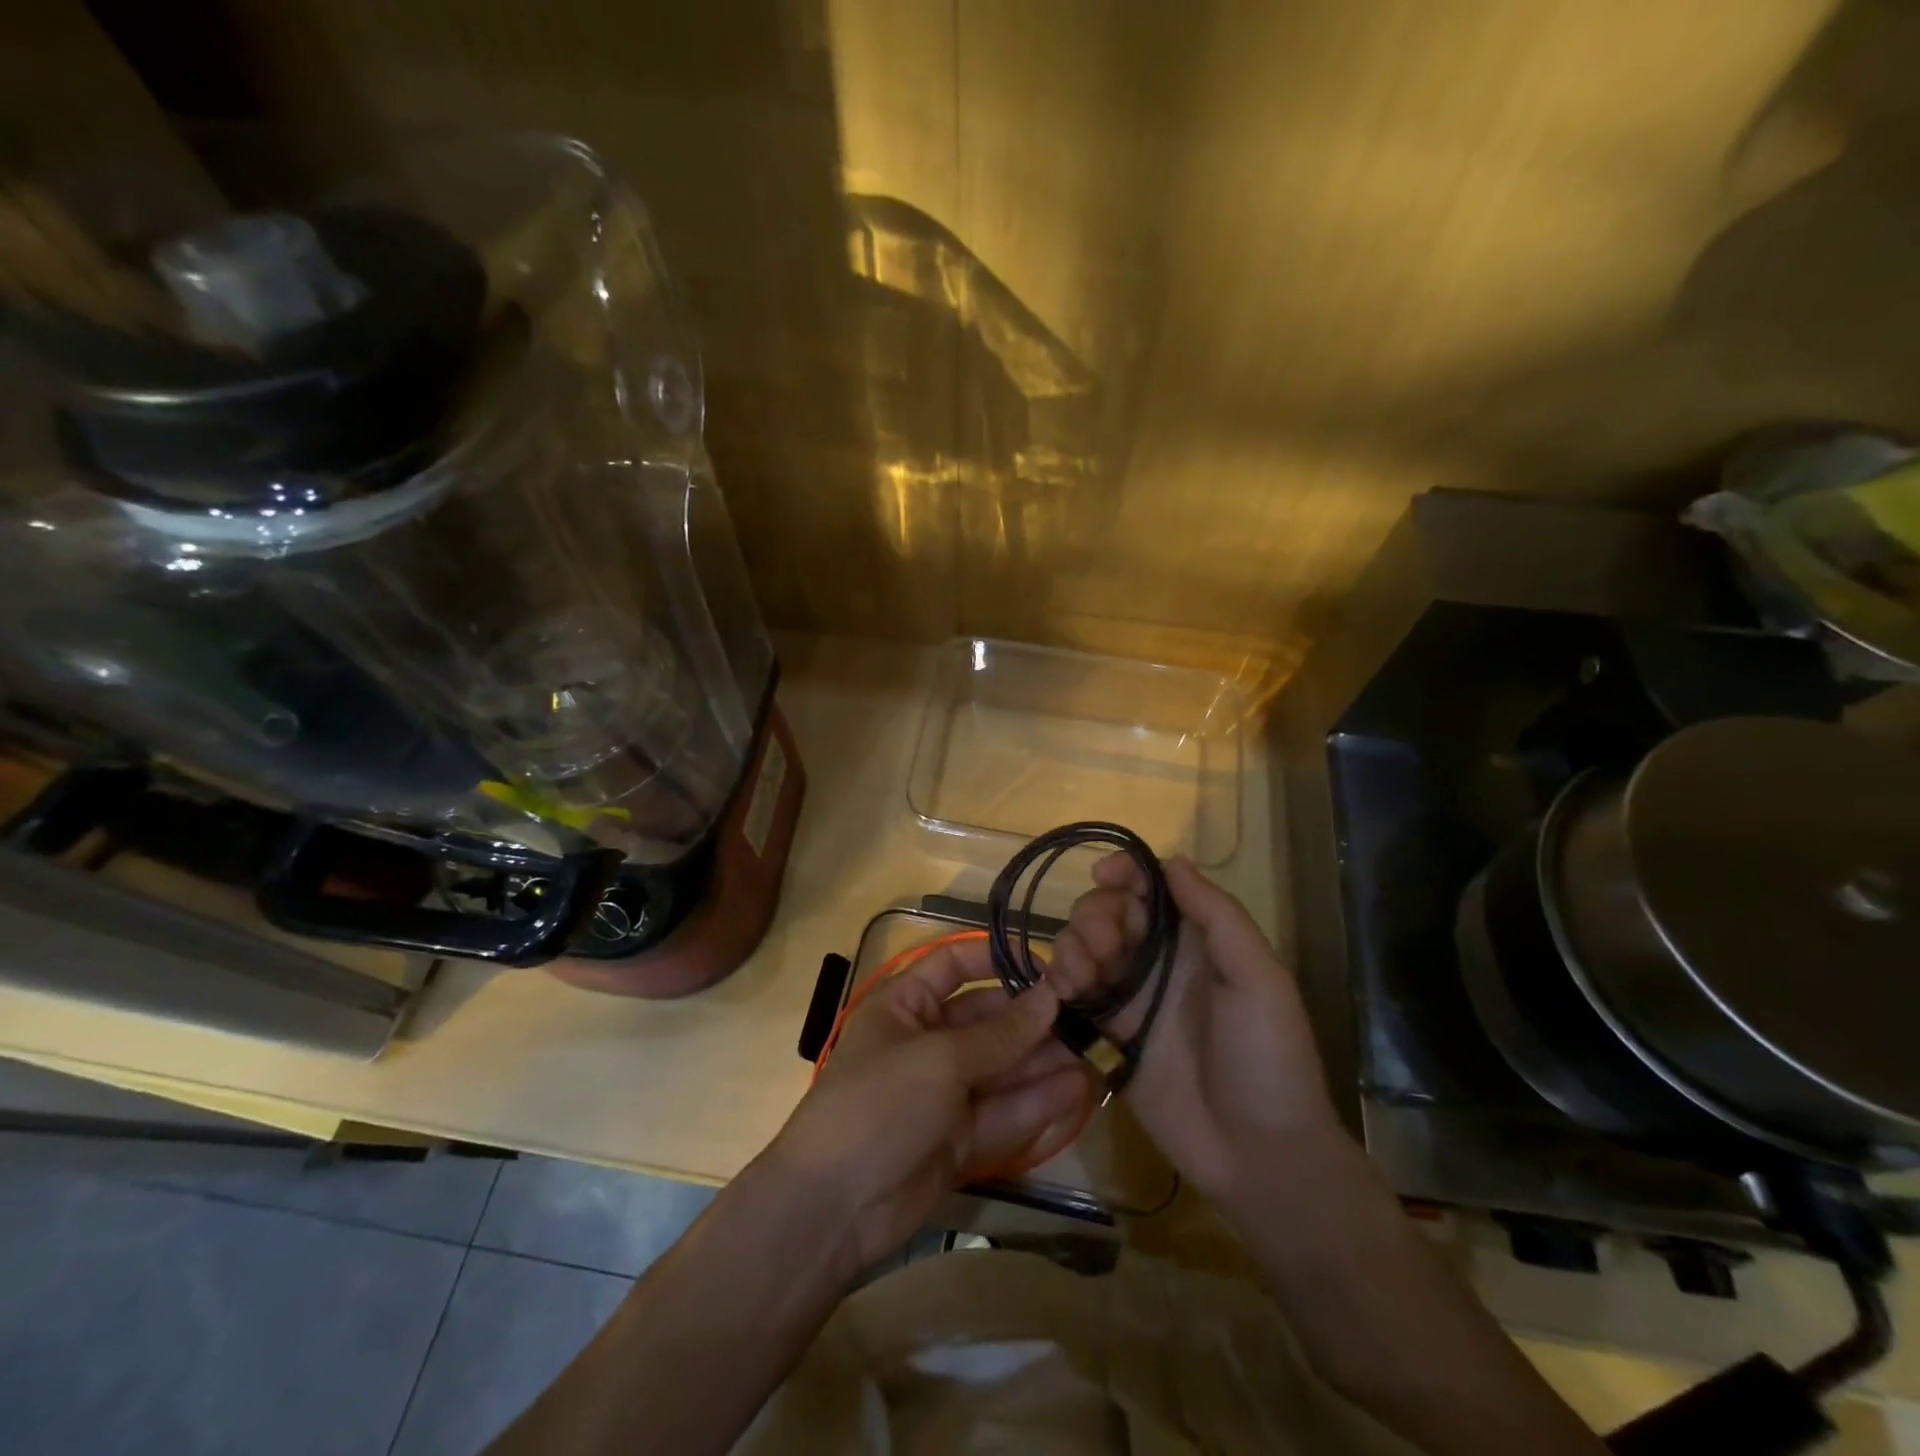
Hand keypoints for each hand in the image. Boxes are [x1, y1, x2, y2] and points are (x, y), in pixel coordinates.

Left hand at [769, 938, 1094, 1281]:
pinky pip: (1004, 1113)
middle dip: (1033, 1020)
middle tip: (1088, 1016)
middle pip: (986, 1021)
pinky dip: (1038, 1102)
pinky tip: (1080, 1090)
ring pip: (1002, 1069)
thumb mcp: (940, 1060)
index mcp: (904, 1006)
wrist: (833, 1209)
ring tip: (1097, 1051)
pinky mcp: (959, 1139)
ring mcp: (943, 1094)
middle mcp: (926, 1042)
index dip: (996, 960)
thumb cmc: (879, 1104)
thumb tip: (1051, 998)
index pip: (953, 966)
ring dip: (1044, 1062)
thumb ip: (1000, 1035)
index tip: (1046, 967)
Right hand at [1049, 855, 1345, 1203]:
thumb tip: (1174, 861)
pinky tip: (1062, 992)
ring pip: (1082, 948)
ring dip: (1071, 946)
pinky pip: (1071, 995)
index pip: (1149, 888)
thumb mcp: (1259, 978)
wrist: (1258, 1154)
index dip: (1124, 872)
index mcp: (1194, 941)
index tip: (1104, 876)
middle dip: (1094, 915)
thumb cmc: (1269, 1058)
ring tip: (1081, 977)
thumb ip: (1217, 916)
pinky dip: (1057, 982)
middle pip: (1107, 912)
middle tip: (1102, 948)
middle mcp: (1157, 962)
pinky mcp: (1106, 1036)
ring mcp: (1129, 999)